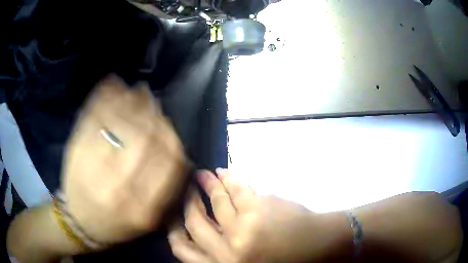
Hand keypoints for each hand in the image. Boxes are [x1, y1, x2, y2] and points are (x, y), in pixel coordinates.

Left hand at [62, 76, 187, 244]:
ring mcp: (94, 169)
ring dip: (130, 101)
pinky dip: (102, 98)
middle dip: (153, 115)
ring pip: (119, 123)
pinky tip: (110, 84)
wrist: (80, 224)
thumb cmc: (117, 225)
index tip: (169, 125)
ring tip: (136, 90)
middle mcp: (120, 188)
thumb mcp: (148, 218)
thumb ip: (165, 191)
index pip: (169, 162)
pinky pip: (92, 119)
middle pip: (145, 139)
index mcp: (143, 207)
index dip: (172, 137)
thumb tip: (181, 152)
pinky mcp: (76, 153)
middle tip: (152, 100)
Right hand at [168, 169, 350, 262]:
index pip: (183, 250)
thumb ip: (223, 253)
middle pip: (194, 223)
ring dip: (206, 185)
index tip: (173, 219)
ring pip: (215, 202)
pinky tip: (222, 172)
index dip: (174, 232)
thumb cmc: (287, 260)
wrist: (322, 246)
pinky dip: (228, 178)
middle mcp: (228, 252)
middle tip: (186, 189)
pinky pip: (237, 189)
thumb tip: (205, 231)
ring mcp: (243, 229)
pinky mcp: (259, 209)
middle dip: (187, 203)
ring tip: (200, 175)